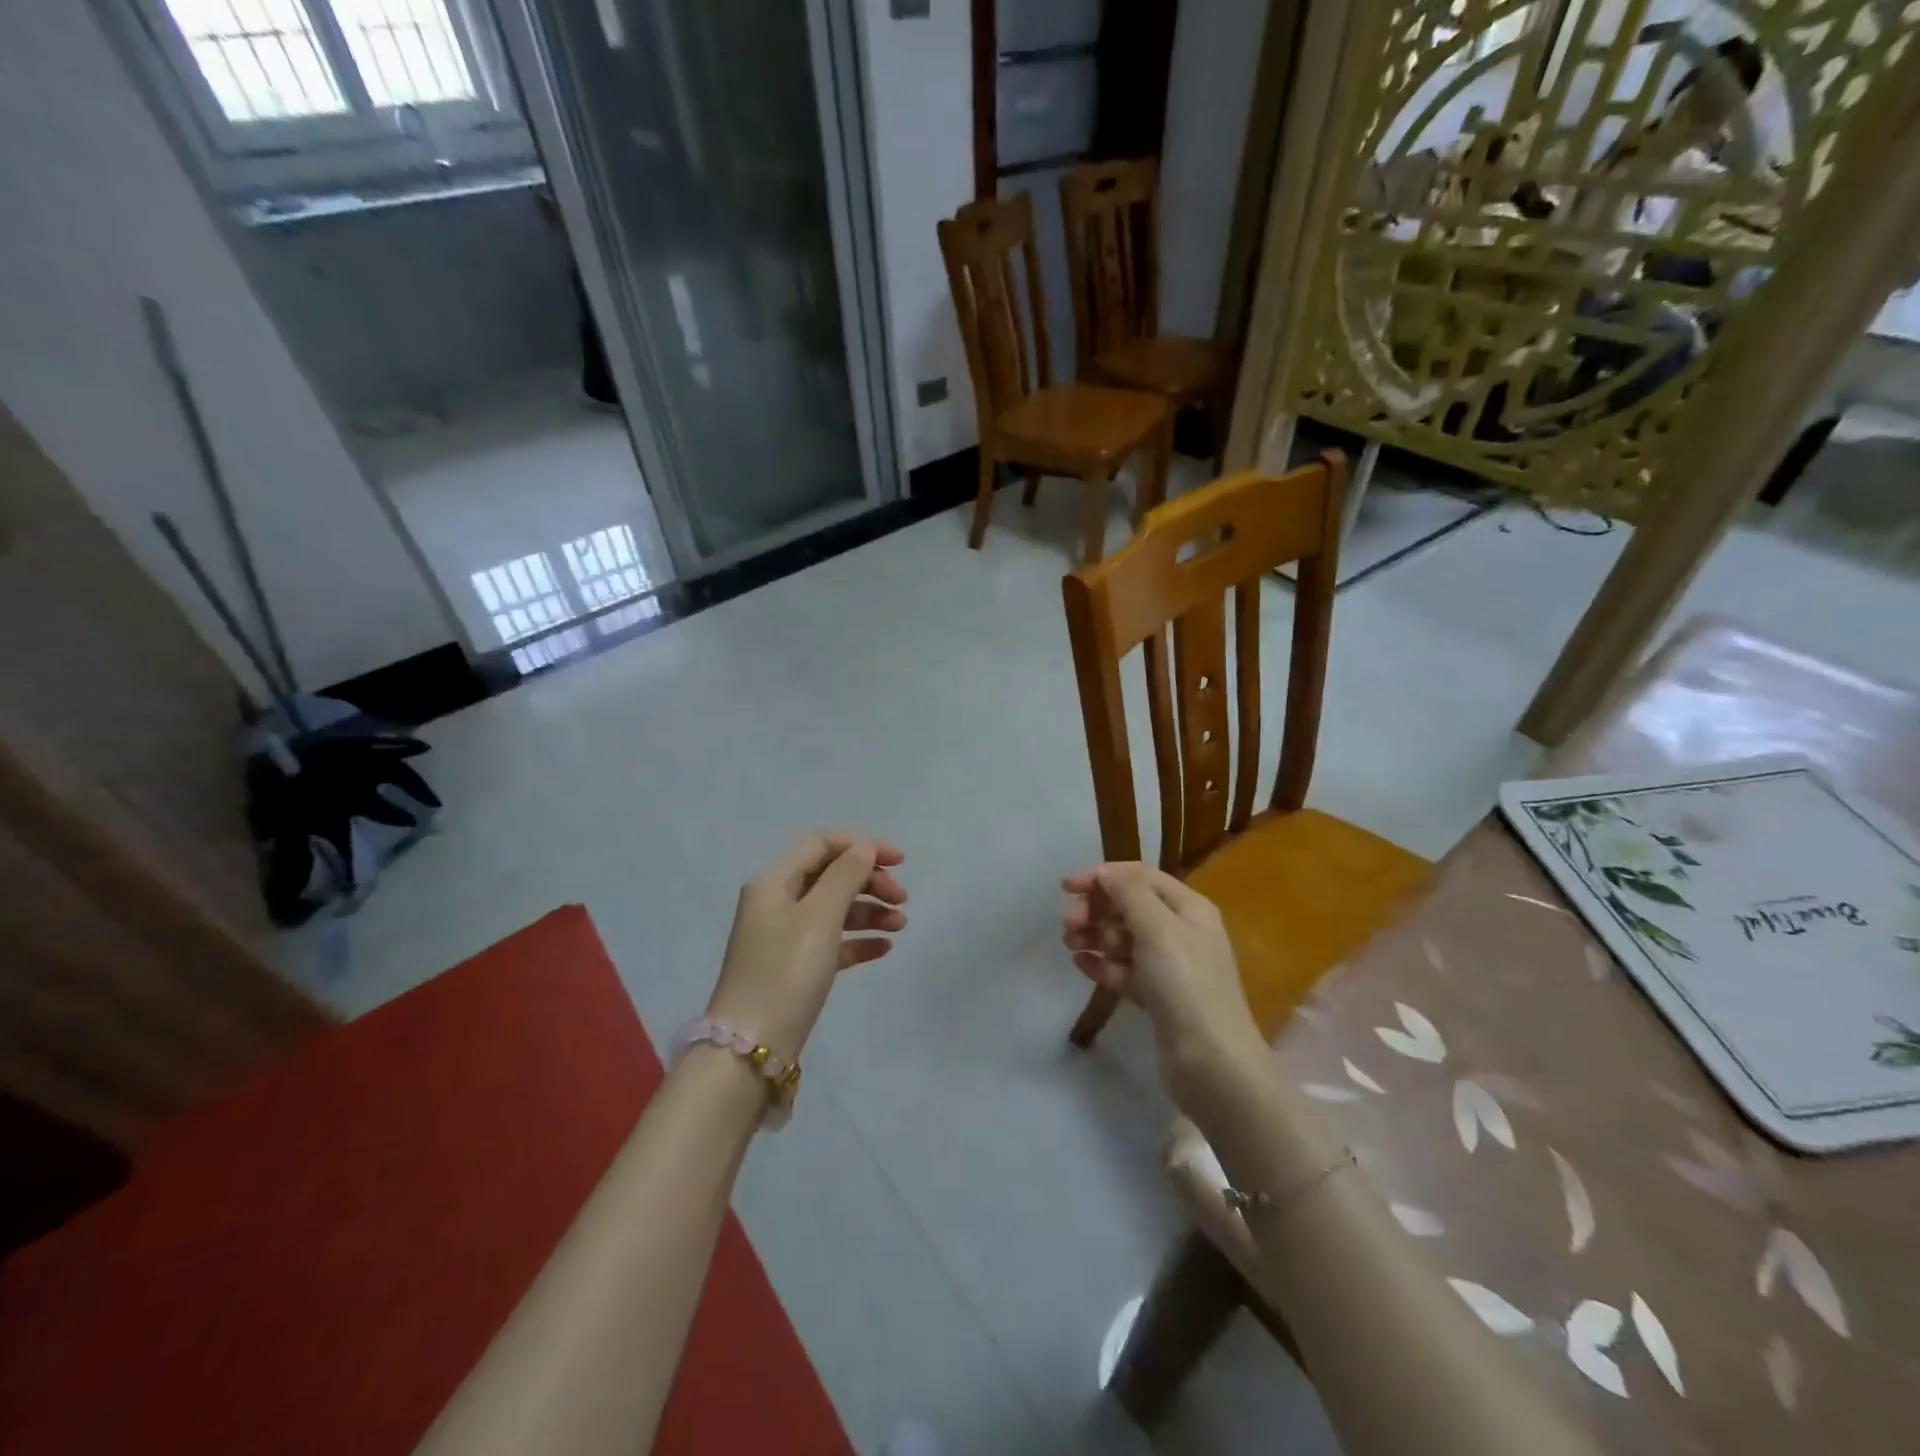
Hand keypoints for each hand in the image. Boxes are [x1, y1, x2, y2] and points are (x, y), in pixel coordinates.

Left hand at [707, 830, 906, 1060]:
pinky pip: (832, 941)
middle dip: (869, 880)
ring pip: (834, 909)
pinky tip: (884, 948)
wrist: (750, 1049)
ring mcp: (784, 937)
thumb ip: (845, 876)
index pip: (821, 844)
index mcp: (774, 882)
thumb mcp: (819, 918)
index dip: (862, 845)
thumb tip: (864, 848)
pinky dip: (858, 939)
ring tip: (900, 925)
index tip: (900, 861)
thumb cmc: (786, 973)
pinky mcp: (794, 968)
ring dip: (869, 910)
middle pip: (830, 875)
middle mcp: (777, 902)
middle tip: (903, 899)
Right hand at [1062, 862, 1267, 1112]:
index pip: (1140, 877)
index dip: (1102, 876)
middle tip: (1068, 926)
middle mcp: (1181, 931)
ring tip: (1070, 945)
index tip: (1066, 888)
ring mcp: (1169, 967)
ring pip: (1124, 939)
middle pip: (1129, 906)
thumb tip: (1105, 872)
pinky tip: (1080, 966)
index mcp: (1188, 908)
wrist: (1212, 1063)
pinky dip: (1102, 965)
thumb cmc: (1185, 985)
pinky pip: (1123, 970)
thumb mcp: (1158, 928)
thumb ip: (1129, 893)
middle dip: (1096, 910)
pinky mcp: (1157, 997)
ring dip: (1095, 936)